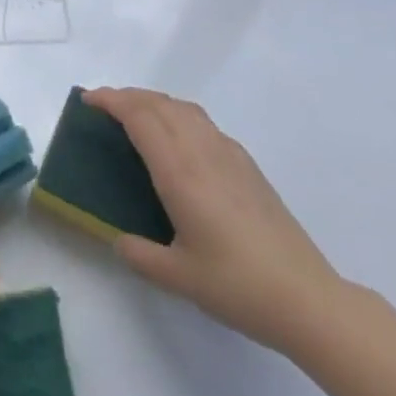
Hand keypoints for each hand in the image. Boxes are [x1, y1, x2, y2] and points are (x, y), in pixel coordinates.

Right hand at [84, 87, 345, 354]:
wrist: (307, 299)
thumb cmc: (238, 286)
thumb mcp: (179, 277)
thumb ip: (140, 255)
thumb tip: (118, 240)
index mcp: (180, 172)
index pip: (140, 117)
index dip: (111, 101)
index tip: (88, 99)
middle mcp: (202, 151)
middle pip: (159, 104)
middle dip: (127, 96)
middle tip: (103, 105)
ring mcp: (228, 154)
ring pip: (183, 108)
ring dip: (154, 101)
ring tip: (135, 115)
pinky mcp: (247, 164)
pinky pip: (203, 122)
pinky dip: (178, 114)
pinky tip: (178, 139)